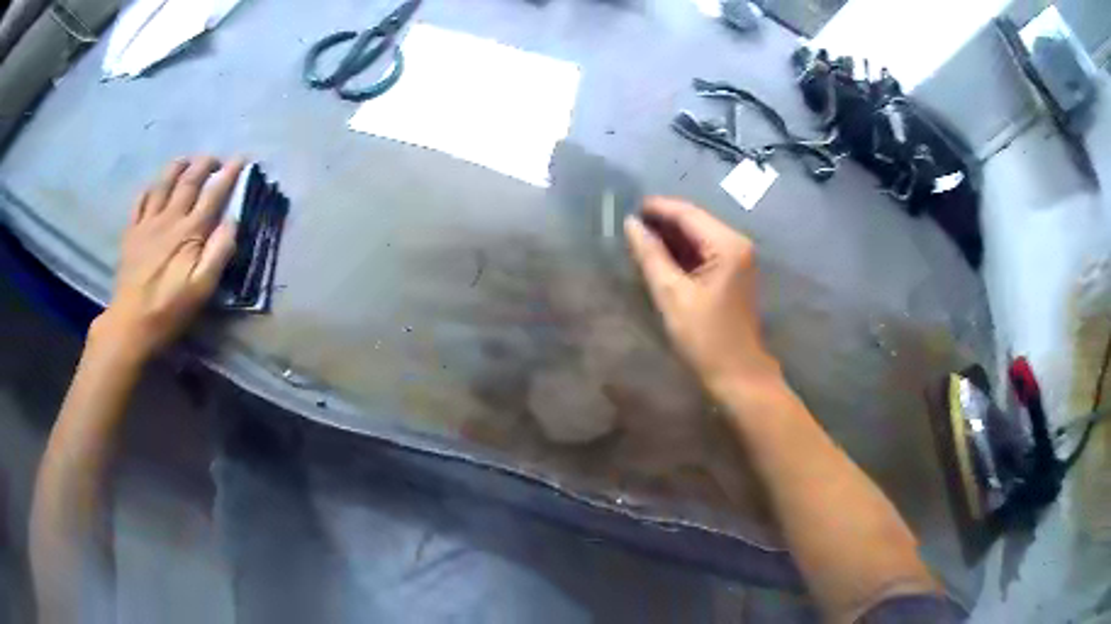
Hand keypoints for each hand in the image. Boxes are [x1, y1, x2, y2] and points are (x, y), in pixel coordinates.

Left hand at [91, 156, 243, 362]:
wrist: (131, 324)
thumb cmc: (169, 309)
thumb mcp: (202, 289)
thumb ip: (219, 253)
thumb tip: (232, 222)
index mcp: (189, 232)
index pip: (214, 194)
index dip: (229, 174)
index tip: (242, 158)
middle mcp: (169, 218)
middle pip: (189, 180)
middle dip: (205, 164)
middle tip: (216, 158)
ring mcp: (147, 222)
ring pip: (164, 183)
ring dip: (178, 166)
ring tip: (187, 160)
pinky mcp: (132, 232)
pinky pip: (140, 200)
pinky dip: (150, 188)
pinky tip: (154, 186)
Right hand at [624, 197, 779, 396]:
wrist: (738, 375)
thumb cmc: (705, 338)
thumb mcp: (672, 295)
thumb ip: (651, 255)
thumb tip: (631, 224)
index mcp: (727, 245)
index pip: (688, 213)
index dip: (657, 208)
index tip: (628, 207)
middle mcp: (736, 244)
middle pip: (695, 221)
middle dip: (663, 222)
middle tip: (629, 226)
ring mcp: (738, 259)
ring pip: (699, 236)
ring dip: (671, 237)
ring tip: (639, 240)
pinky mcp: (733, 274)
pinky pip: (704, 252)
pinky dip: (682, 252)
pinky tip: (660, 258)